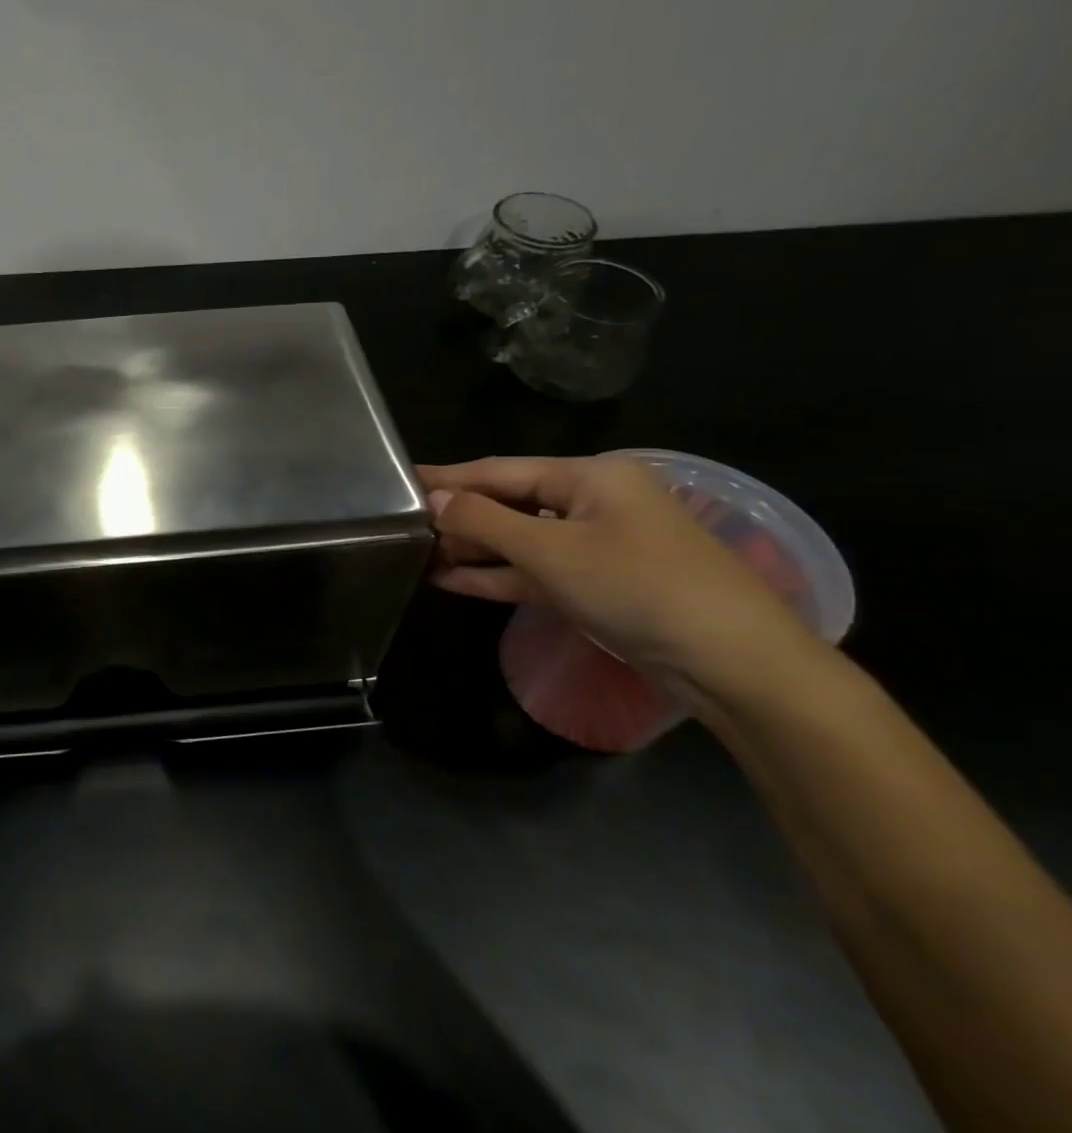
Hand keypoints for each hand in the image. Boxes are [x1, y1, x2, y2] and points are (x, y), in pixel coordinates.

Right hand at [415, 456, 817, 695]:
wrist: (732, 662)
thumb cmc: (638, 587)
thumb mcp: (552, 551)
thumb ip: (485, 522)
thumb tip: (433, 502)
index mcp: (590, 476)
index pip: (500, 470)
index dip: (448, 478)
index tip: (400, 480)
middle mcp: (592, 501)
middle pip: (509, 502)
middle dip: (458, 516)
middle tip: (401, 524)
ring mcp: (597, 545)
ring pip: (520, 539)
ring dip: (473, 548)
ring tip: (416, 553)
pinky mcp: (598, 583)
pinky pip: (536, 570)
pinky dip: (498, 575)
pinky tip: (452, 580)